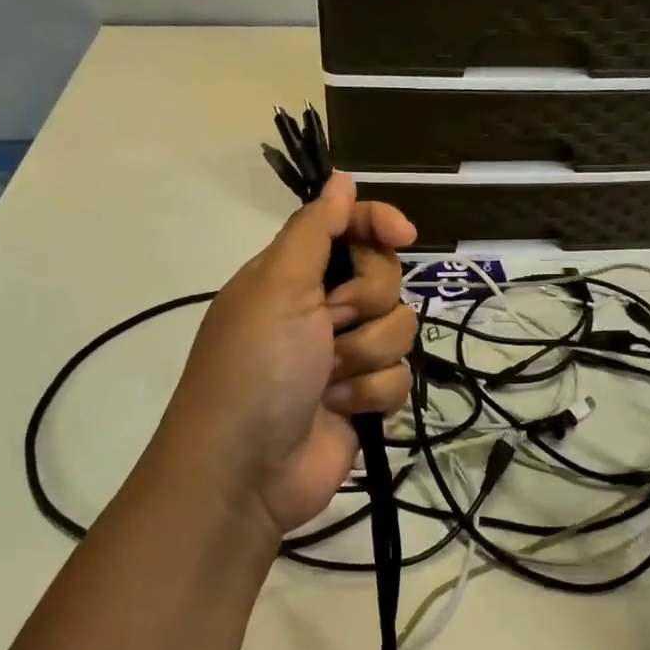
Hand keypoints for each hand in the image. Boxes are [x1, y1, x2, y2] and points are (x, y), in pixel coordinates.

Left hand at [163, 172, 417, 534]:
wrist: (246, 471)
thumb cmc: (256, 366)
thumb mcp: (277, 286)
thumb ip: (314, 229)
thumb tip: (340, 178)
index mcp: (295, 274)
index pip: (350, 228)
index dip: (378, 224)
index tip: (402, 234)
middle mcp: (322, 308)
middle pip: (385, 277)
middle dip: (365, 303)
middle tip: (329, 324)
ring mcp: (345, 355)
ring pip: (400, 328)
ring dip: (365, 355)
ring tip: (327, 380)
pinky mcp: (364, 397)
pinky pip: (400, 377)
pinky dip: (370, 394)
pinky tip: (340, 409)